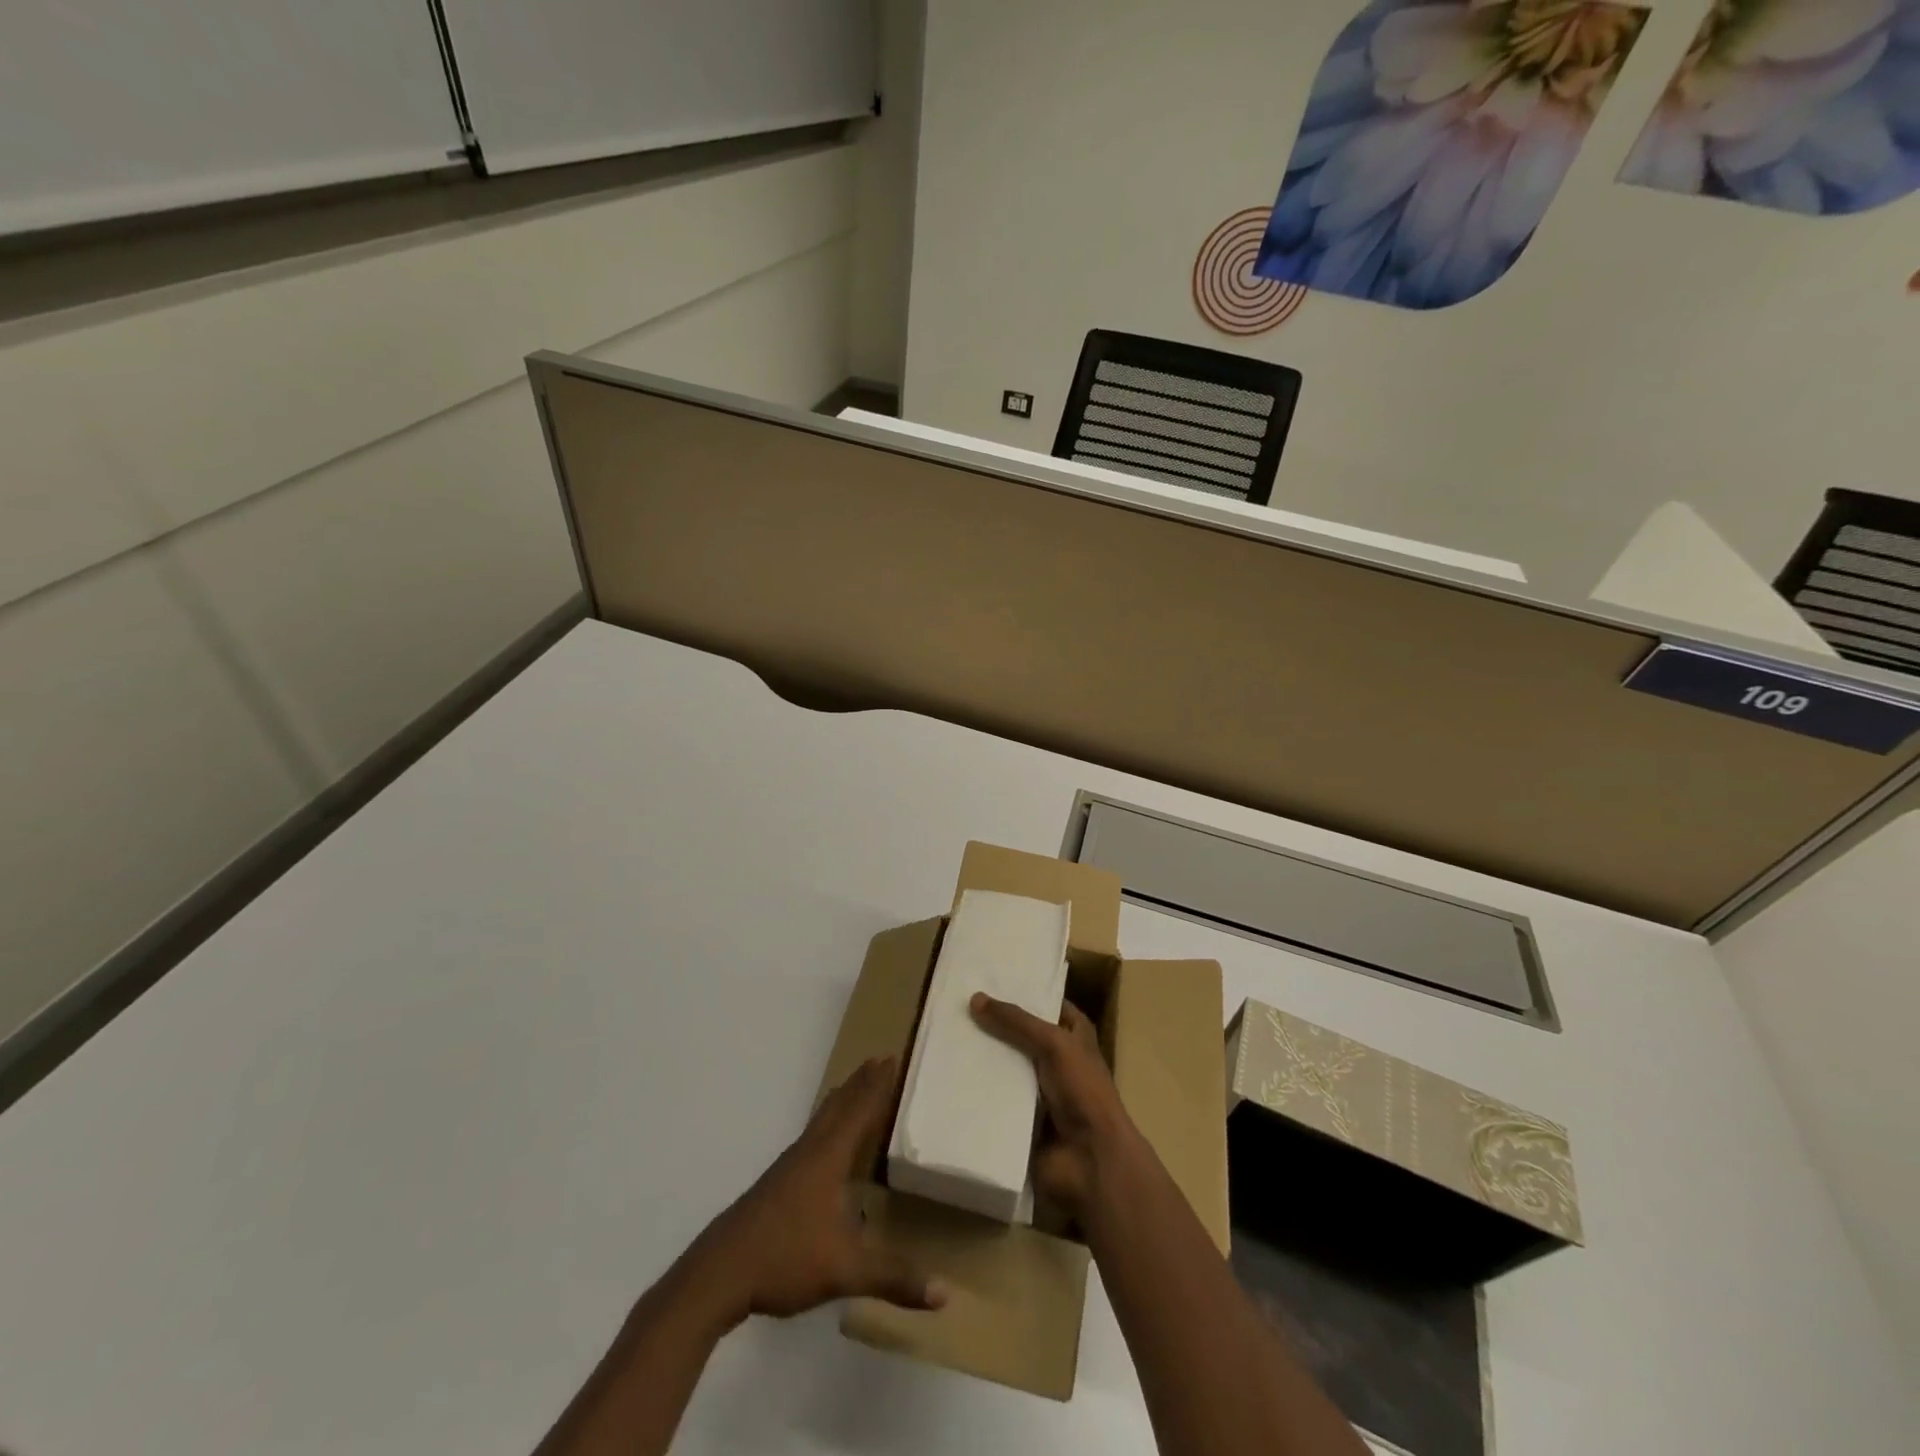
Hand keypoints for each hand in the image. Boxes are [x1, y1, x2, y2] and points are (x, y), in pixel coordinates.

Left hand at [687, 1056, 945, 1323]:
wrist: (720, 1273)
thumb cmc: (786, 1257)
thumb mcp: (846, 1269)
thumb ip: (894, 1277)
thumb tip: (946, 1294)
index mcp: (828, 1158)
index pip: (859, 1111)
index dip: (877, 1085)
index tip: (890, 1056)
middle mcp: (809, 1152)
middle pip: (838, 1107)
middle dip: (860, 1083)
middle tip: (878, 1058)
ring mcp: (788, 1168)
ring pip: (820, 1122)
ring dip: (840, 1101)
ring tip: (851, 1087)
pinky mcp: (776, 1186)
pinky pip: (810, 1139)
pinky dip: (825, 1125)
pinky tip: (823, 1147)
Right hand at [969, 992, 1136, 1220]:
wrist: (1091, 1161)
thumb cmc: (1082, 1091)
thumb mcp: (1053, 1043)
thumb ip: (1016, 1021)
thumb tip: (974, 998)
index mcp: (1075, 1037)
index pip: (1048, 1005)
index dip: (1024, 992)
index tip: (987, 980)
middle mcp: (1058, 1060)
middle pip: (1021, 1036)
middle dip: (994, 1025)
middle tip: (957, 1007)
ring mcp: (1039, 1092)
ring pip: (1006, 1067)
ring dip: (983, 1059)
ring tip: (946, 1037)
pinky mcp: (1022, 1120)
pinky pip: (996, 1099)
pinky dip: (978, 1091)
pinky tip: (949, 1076)